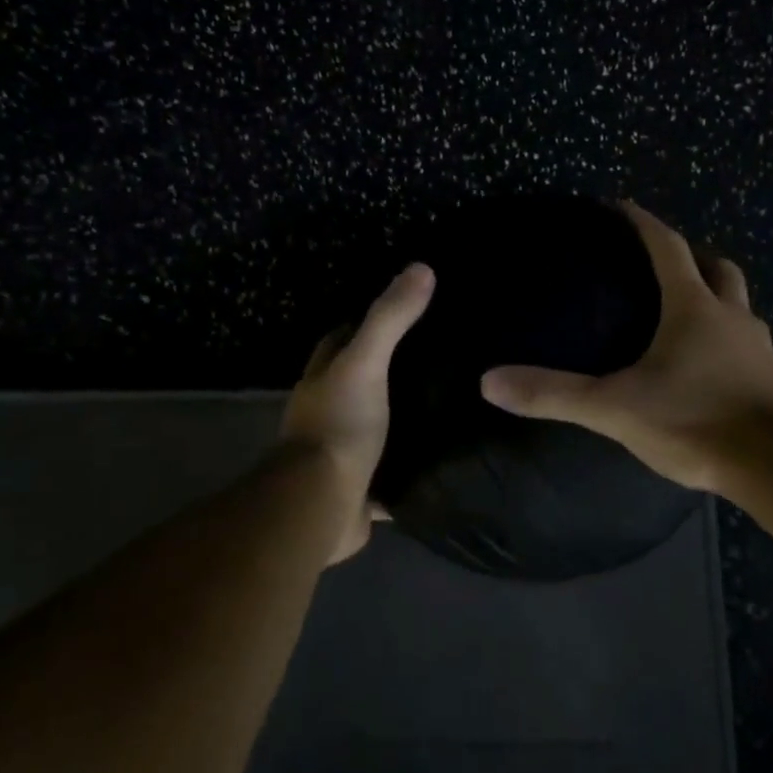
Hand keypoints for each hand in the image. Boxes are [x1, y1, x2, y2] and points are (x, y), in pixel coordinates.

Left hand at [280, 263, 434, 562]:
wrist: (321, 505)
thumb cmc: (339, 425)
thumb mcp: (365, 362)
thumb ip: (390, 318)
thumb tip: (422, 267)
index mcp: (323, 377)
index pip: (342, 336)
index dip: (368, 321)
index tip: (409, 312)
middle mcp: (328, 410)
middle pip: (359, 379)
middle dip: (390, 368)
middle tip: (441, 357)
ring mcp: (342, 450)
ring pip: (376, 424)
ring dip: (402, 416)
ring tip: (451, 402)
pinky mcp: (361, 488)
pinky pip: (391, 471)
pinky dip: (411, 465)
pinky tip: (446, 457)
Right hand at [479, 203, 772, 493]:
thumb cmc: (698, 421)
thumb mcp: (616, 408)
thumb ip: (553, 394)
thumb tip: (488, 381)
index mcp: (694, 308)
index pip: (667, 247)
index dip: (644, 223)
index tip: (623, 205)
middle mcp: (732, 317)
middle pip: (717, 269)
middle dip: (691, 256)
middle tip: (664, 261)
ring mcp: (759, 349)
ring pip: (738, 306)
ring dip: (715, 297)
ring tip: (687, 312)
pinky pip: (747, 344)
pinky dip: (727, 338)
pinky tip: (710, 365)